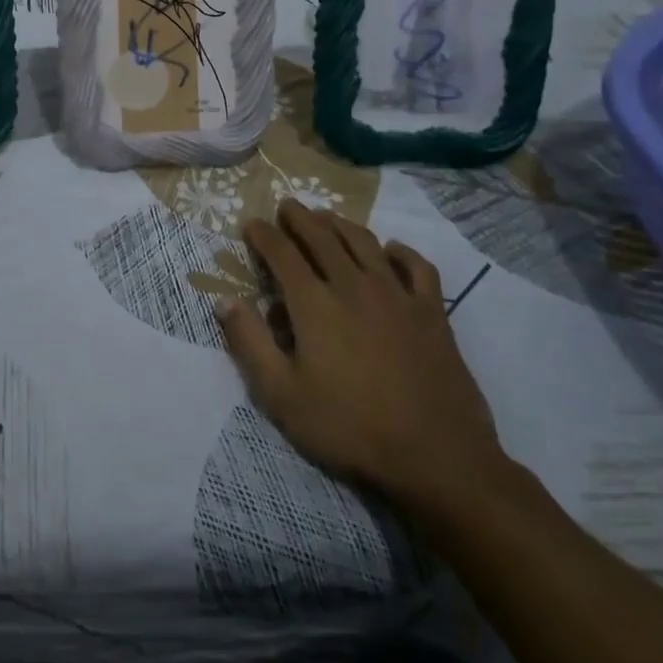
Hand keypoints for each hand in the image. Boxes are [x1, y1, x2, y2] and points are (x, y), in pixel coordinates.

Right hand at [218, 199, 507, 514]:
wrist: (437, 457)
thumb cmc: (350, 427)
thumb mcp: (282, 395)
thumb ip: (250, 343)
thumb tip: (225, 300)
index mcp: (314, 303)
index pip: (281, 253)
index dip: (263, 235)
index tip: (251, 224)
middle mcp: (353, 286)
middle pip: (322, 237)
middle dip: (300, 217)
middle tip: (287, 205)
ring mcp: (397, 296)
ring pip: (364, 242)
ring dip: (341, 224)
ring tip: (327, 217)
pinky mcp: (432, 313)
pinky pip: (417, 267)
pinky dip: (401, 251)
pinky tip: (391, 250)